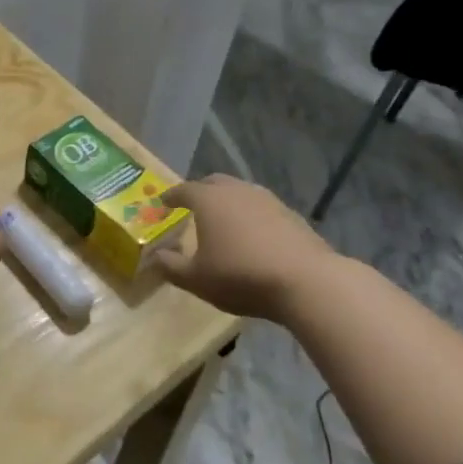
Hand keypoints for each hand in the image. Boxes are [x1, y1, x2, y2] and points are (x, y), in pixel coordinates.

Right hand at [154, 174, 339, 319]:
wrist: (306, 281)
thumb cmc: (241, 276)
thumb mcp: (197, 279)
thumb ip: (171, 267)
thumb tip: (156, 257)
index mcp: (209, 200)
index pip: (184, 190)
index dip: (171, 196)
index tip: (163, 202)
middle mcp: (237, 191)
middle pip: (214, 182)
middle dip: (200, 191)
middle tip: (193, 206)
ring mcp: (267, 200)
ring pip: (241, 192)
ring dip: (229, 201)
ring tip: (224, 219)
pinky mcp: (291, 214)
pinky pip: (262, 208)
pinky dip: (251, 215)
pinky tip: (253, 234)